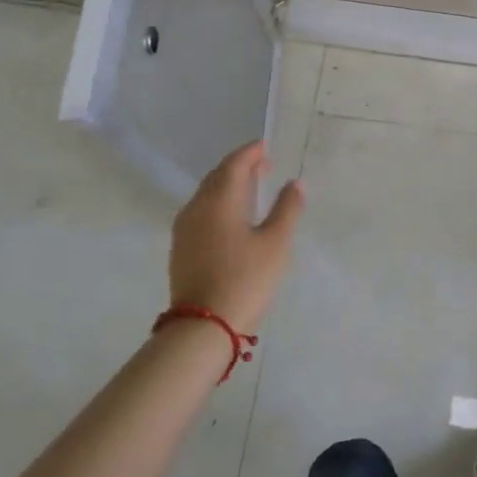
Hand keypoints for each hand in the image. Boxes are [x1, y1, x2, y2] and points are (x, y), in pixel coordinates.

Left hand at [167, 141, 303, 333]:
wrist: (202, 329)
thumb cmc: (245, 279)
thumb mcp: (276, 243)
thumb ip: (287, 209)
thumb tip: (295, 183)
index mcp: (219, 199)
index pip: (234, 163)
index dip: (251, 152)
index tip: (267, 147)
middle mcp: (197, 207)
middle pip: (218, 176)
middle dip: (240, 167)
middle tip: (264, 166)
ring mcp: (184, 229)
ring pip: (207, 194)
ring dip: (228, 185)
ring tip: (252, 189)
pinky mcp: (181, 249)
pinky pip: (201, 211)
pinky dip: (218, 203)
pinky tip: (233, 217)